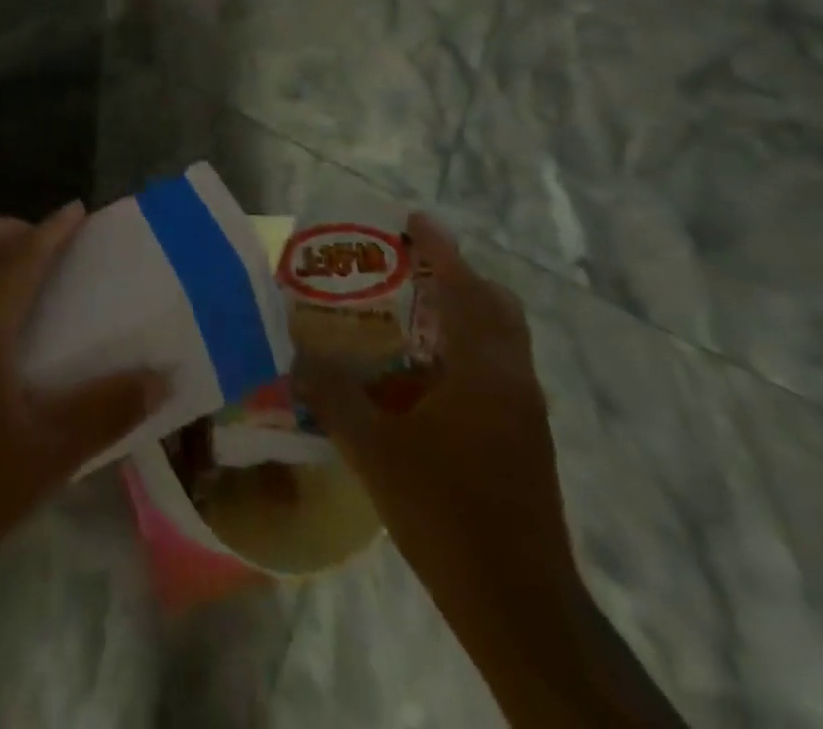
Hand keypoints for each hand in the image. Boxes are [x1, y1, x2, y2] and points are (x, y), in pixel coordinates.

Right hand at [297, 212, 576, 639]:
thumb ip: (331, 394)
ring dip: (463, 312)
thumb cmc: (445, 513)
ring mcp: (526, 409)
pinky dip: (467, 348)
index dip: (440, 247)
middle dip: (457, 276)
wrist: (518, 603)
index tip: (413, 219)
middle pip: (495, 304)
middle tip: (408, 269)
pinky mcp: (528, 438)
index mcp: (482, 368)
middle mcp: (512, 377)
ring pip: (501, 337)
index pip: (463, 286)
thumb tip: (294, 353)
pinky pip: (498, 367)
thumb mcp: (373, 450)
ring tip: (409, 314)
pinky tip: (424, 376)